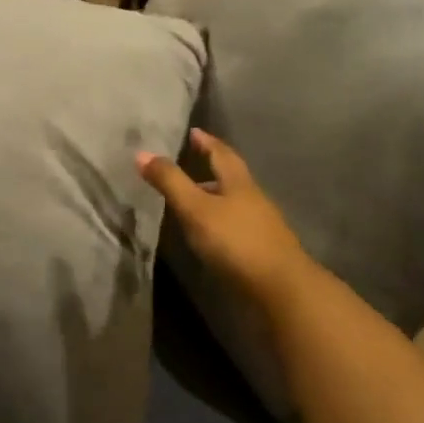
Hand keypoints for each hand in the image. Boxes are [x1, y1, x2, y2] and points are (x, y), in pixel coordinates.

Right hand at [137, 129, 309, 304]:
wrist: (282, 290)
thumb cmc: (236, 242)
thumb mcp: (196, 209)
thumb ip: (170, 182)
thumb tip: (141, 153)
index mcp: (239, 183)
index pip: (222, 154)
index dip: (207, 142)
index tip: (194, 132)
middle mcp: (253, 199)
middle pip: (231, 178)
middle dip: (210, 170)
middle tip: (187, 166)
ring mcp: (261, 226)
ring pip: (233, 203)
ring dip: (214, 198)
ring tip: (190, 202)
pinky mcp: (261, 251)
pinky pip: (236, 226)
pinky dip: (219, 222)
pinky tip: (207, 235)